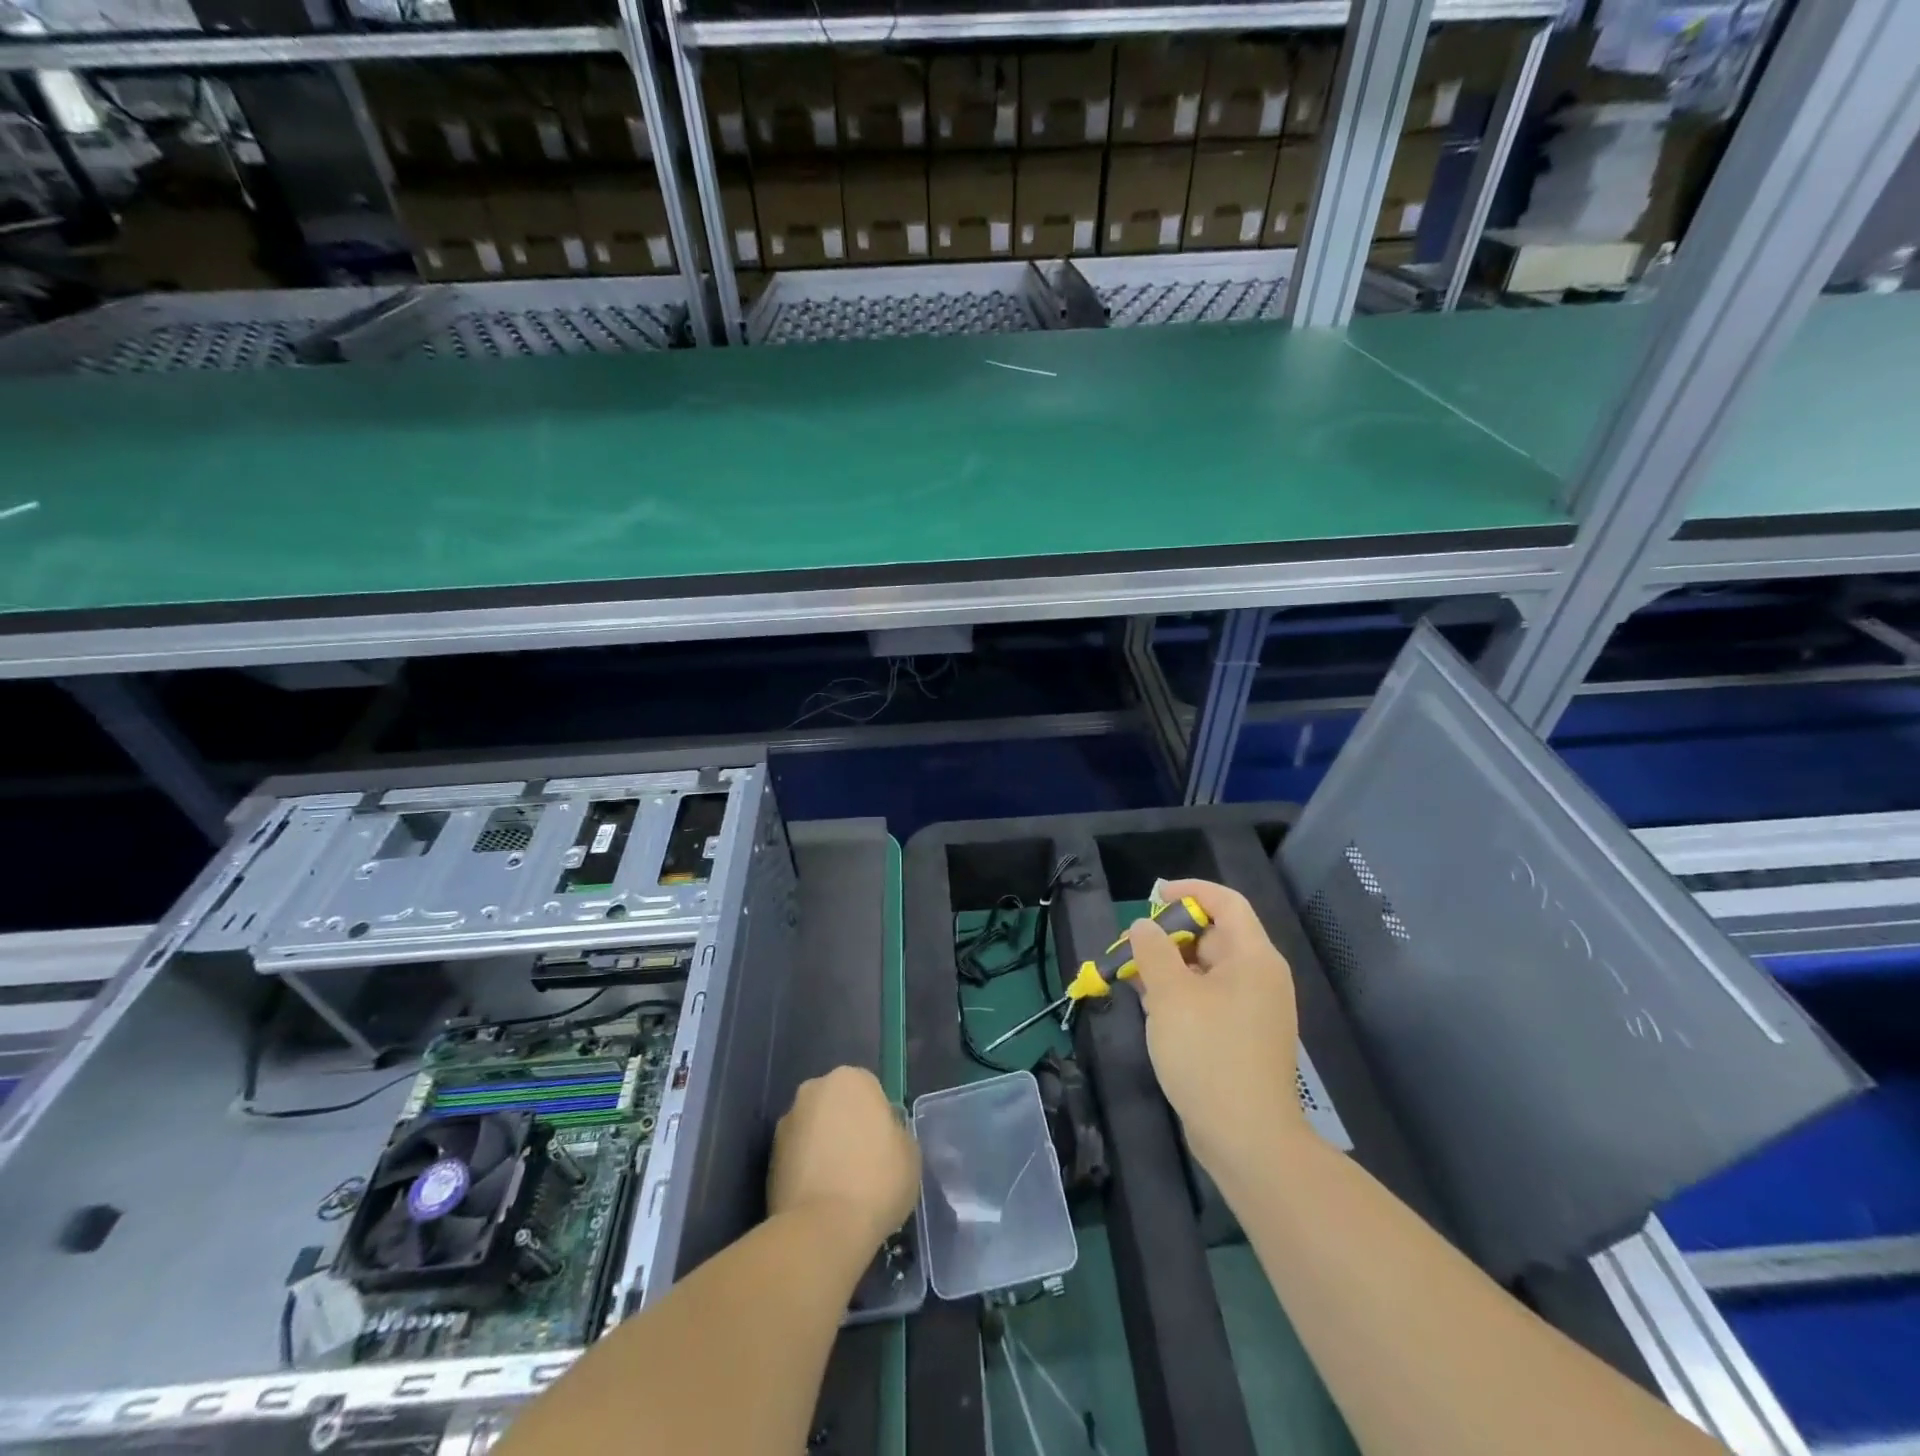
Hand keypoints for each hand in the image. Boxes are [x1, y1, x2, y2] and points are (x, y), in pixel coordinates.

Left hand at [769, 1066, 920, 1248]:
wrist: (822, 1229)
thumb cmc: (876, 1181)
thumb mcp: (909, 1153)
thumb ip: (895, 1132)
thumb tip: (881, 1136)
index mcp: (850, 1078)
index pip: (869, 1090)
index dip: (878, 1120)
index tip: (884, 1148)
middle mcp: (814, 1089)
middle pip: (836, 1105)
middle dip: (846, 1126)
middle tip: (862, 1163)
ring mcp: (787, 1122)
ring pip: (814, 1130)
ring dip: (824, 1148)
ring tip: (839, 1188)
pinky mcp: (768, 1157)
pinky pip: (797, 1158)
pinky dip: (807, 1171)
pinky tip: (820, 1199)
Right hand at [1128, 879, 1302, 1174]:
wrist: (1247, 1138)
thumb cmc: (1208, 1054)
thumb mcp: (1170, 995)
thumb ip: (1153, 951)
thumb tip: (1144, 926)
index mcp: (1253, 957)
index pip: (1226, 902)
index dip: (1190, 891)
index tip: (1153, 897)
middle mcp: (1260, 977)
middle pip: (1215, 936)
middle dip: (1170, 935)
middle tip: (1132, 947)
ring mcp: (1254, 1010)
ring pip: (1208, 970)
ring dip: (1170, 967)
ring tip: (1132, 977)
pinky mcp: (1244, 1038)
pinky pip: (1210, 999)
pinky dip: (1181, 994)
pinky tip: (1150, 1007)